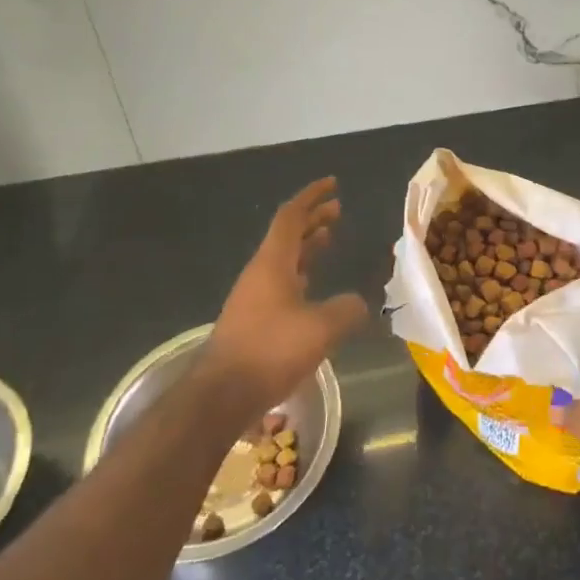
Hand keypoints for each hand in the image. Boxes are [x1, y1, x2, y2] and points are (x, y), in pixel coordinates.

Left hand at [202, 178, 368, 414]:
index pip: (292, 216)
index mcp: (273, 262)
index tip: (332, 184)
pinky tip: (315, 289)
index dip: (312, 197)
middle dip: (313, 219)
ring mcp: (254, 297)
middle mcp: (260, 273)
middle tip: (338, 210)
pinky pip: (282, 283)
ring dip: (307, 246)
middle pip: (288, 235)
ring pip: (284, 259)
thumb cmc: (271, 350)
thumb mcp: (321, 328)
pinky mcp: (253, 321)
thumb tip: (358, 303)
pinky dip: (302, 274)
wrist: (221, 395)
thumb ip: (346, 309)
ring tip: (329, 239)